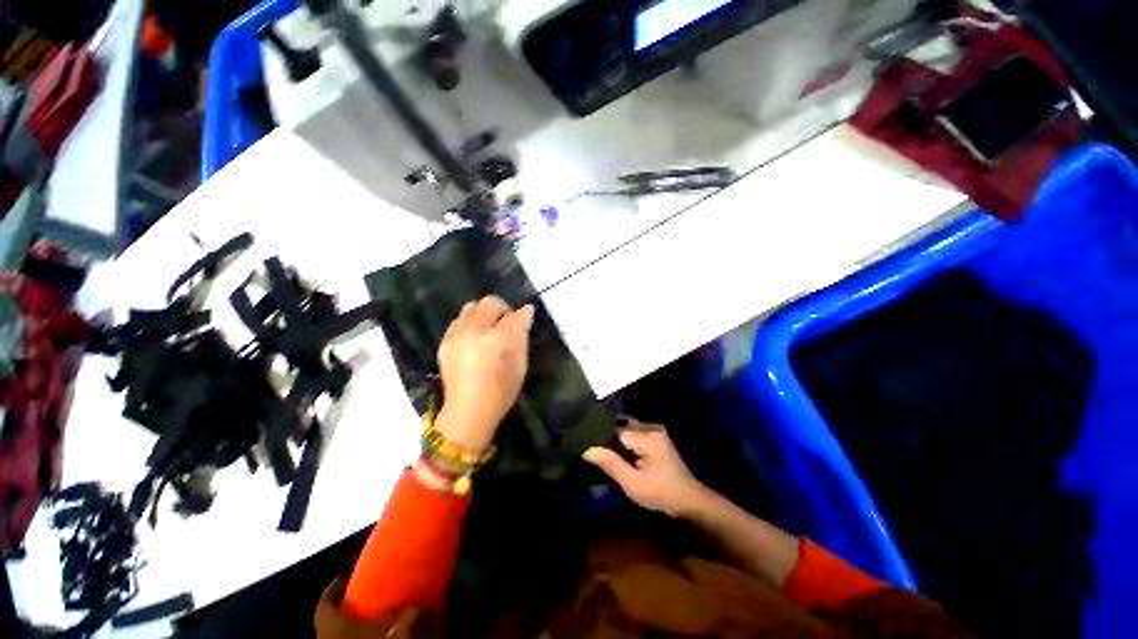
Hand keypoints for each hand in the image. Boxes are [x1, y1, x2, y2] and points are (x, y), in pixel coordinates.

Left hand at [435, 296, 534, 452]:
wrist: (468, 411)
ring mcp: (457, 336)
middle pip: (490, 303)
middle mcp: (476, 332)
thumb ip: (522, 337)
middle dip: (501, 309)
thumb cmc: (500, 393)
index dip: (523, 315)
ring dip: (481, 313)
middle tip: (505, 322)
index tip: (525, 317)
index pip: (514, 315)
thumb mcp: (520, 367)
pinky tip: (471, 339)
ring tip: (486, 329)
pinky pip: (456, 322)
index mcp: (499, 340)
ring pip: (470, 307)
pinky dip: (466, 324)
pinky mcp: (445, 342)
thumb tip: (525, 314)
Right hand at [583, 419, 709, 517]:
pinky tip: (612, 454)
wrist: (688, 500)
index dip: (598, 436)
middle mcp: (653, 429)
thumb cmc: (660, 493)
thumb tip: (587, 449)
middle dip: (605, 435)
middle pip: (621, 425)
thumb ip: (610, 463)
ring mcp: (657, 434)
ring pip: (627, 430)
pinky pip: (635, 435)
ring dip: (613, 439)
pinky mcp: (658, 442)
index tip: (581, 444)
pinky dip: (623, 443)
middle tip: (584, 446)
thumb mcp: (632, 482)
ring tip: (594, 449)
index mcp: (648, 437)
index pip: (614, 428)